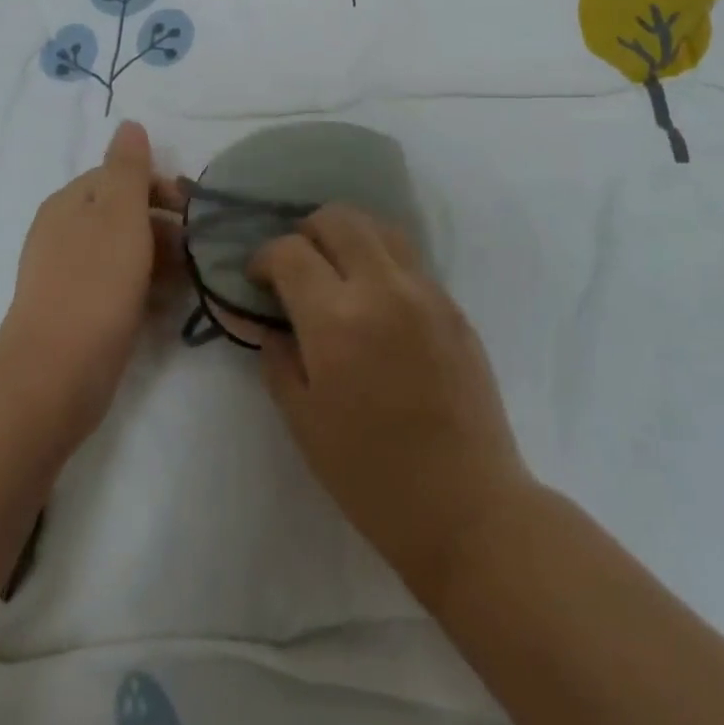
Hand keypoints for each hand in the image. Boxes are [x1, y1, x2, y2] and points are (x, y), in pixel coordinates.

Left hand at [0, 121, 186, 444]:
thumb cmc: (95, 283)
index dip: (160, 186)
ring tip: (192, 278)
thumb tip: (129, 124)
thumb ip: (128, 168)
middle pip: (124, 213)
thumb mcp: (119, 213)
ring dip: (160, 258)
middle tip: (199, 248)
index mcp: (70, 202)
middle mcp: (65, 232)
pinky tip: (169, 304)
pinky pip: (119, 286)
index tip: (194, 209)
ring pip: (125, 251)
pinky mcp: (78, 312)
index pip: (121, 176)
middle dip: (165, 224)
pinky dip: (146, 287)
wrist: (56, 373)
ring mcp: (69, 275)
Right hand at [248, 205, 531, 605]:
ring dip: (348, 236)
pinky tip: (375, 300)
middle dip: (306, 231)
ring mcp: (426, 292)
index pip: (290, 251)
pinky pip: (410, 259)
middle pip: (338, 218)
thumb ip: (277, 357)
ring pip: (380, 227)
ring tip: (336, 271)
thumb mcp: (303, 420)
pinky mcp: (454, 305)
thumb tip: (269, 321)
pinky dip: (382, 260)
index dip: (264, 258)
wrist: (466, 506)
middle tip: (296, 267)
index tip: (257, 279)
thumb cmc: (371, 475)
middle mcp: (383, 288)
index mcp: (337, 319)